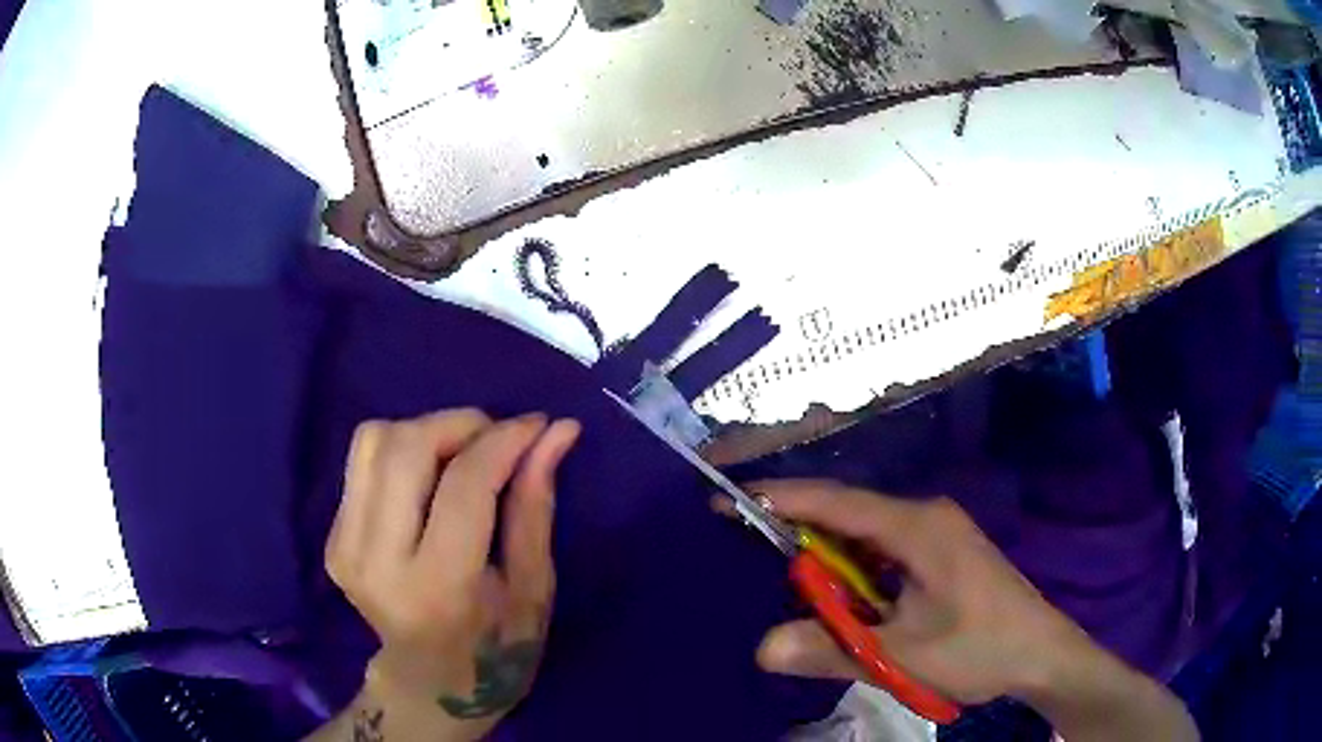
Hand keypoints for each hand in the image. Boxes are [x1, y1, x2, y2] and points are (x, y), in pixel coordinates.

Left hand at [323, 410, 579, 741]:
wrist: (427, 683)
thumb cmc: (496, 647)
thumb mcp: (533, 589)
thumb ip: (536, 506)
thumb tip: (557, 432)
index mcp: (438, 587)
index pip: (463, 485)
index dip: (503, 441)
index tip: (537, 424)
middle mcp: (377, 561)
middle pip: (405, 447)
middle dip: (460, 424)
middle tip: (496, 440)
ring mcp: (345, 547)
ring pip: (374, 440)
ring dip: (426, 431)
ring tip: (461, 456)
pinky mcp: (332, 538)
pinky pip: (362, 460)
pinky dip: (402, 452)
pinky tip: (428, 481)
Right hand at [743, 480, 1105, 704]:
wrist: (1042, 653)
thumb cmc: (980, 647)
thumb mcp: (903, 656)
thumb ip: (833, 650)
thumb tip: (763, 648)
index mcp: (917, 527)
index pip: (835, 502)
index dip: (778, 500)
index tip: (726, 501)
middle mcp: (925, 517)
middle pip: (848, 515)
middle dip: (799, 532)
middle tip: (748, 550)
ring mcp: (936, 534)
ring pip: (866, 537)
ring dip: (829, 561)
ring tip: (790, 585)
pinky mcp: (942, 555)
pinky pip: (884, 553)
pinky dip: (854, 573)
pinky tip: (843, 600)